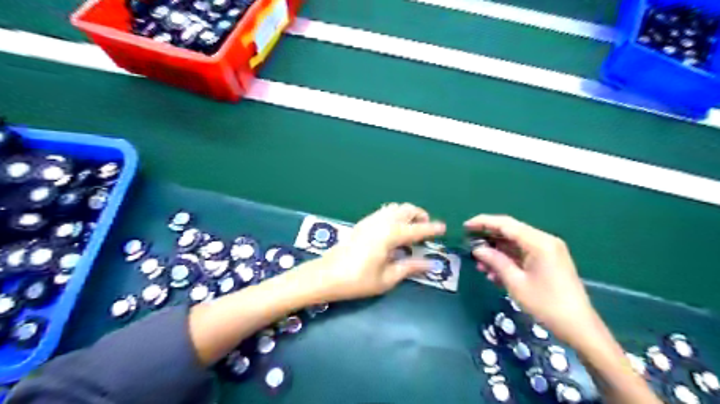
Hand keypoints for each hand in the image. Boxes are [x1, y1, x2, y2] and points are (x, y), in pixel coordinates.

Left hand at [310, 203, 447, 300]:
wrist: (326, 275)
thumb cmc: (358, 280)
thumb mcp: (387, 278)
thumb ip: (410, 267)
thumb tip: (430, 264)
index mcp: (390, 235)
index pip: (417, 229)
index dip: (432, 229)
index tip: (444, 228)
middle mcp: (382, 222)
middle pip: (406, 209)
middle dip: (420, 214)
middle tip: (427, 228)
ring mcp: (370, 220)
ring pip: (395, 207)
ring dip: (407, 212)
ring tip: (412, 227)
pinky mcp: (362, 223)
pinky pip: (384, 211)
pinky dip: (395, 214)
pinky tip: (394, 228)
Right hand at [467, 214, 595, 346]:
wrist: (579, 327)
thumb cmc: (546, 304)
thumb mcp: (515, 282)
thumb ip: (495, 261)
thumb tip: (478, 249)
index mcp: (538, 242)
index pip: (506, 224)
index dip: (483, 222)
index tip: (465, 226)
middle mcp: (544, 241)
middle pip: (510, 231)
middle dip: (489, 238)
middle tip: (469, 244)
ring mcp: (548, 251)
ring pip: (515, 244)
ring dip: (497, 252)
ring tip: (480, 265)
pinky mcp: (548, 261)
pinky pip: (523, 254)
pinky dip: (508, 259)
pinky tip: (494, 272)